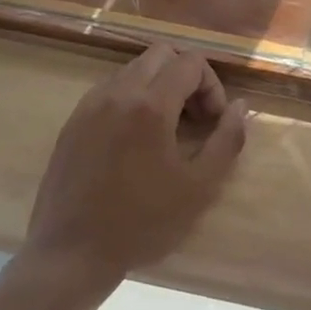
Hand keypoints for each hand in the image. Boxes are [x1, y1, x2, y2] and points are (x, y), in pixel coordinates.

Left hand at [18, 44, 248, 295]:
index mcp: (150, 105)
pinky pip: (111, 89)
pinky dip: (133, 98)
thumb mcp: (199, 187)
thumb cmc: (142, 223)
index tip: (213, 122)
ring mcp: (90, 105)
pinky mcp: (73, 122)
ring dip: (159, 86)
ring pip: (134, 69)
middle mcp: (118, 93)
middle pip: (161, 54)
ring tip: (167, 130)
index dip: (213, 86)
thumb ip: (227, 140)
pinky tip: (136, 140)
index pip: (191, 63)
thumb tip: (240, 106)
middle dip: (187, 76)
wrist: (70, 254)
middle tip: (195, 117)